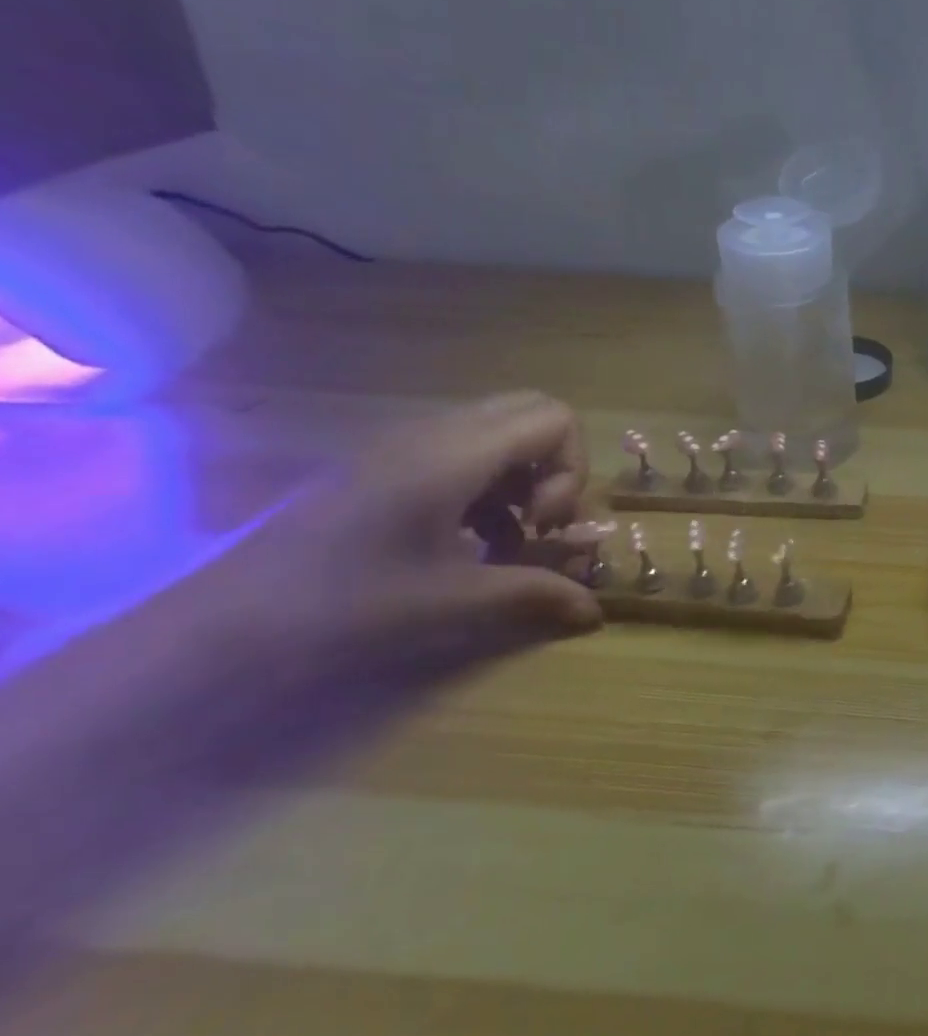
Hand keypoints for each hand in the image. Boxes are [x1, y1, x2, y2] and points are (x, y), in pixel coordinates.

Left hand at [211, 391, 602, 690]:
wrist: (222, 622)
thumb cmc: (344, 603)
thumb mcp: (453, 602)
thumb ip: (536, 594)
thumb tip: (597, 611)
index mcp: (455, 453)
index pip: (556, 420)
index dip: (571, 471)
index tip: (543, 525)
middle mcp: (436, 432)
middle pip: (533, 413)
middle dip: (557, 466)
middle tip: (539, 521)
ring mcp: (406, 444)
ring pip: (501, 432)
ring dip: (524, 478)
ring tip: (508, 537)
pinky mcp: (387, 465)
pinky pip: (466, 451)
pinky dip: (491, 486)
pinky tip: (472, 541)